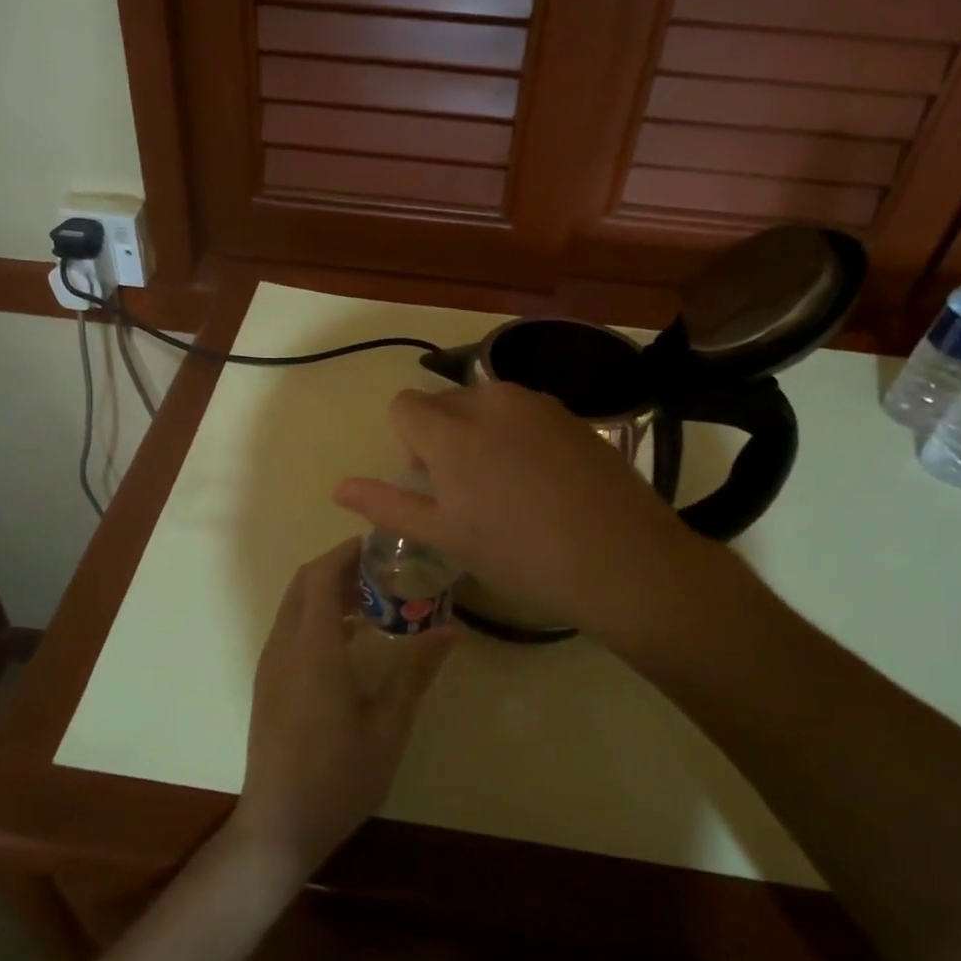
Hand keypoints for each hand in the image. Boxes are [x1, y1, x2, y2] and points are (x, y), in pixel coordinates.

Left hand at [232, 539, 452, 879]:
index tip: (383, 545)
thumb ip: (415, 671)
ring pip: (296, 604)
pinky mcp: (268, 681)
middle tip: (386, 570)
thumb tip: (451, 629)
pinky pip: (292, 627)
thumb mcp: (388, 726)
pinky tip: (352, 637)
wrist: (278, 826)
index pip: (321, 575)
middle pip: (306, 582)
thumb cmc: (338, 777)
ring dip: (329, 590)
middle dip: (341, 566)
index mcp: (312, 648)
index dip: (348, 552)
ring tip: (376, 599)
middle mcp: (284, 646)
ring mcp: (271, 664)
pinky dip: (318, 614)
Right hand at [333, 382, 752, 650]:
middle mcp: (490, 400)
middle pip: (444, 403)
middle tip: (469, 491)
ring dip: (480, 433)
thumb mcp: (445, 536)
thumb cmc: (520, 555)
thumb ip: (387, 504)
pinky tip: (543, 481)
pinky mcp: (571, 414)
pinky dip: (517, 435)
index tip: (433, 482)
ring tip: (507, 486)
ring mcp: (536, 403)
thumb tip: (338, 487)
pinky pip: (523, 412)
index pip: (404, 405)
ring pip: (485, 404)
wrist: (623, 559)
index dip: (408, 442)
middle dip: (442, 436)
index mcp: (450, 430)